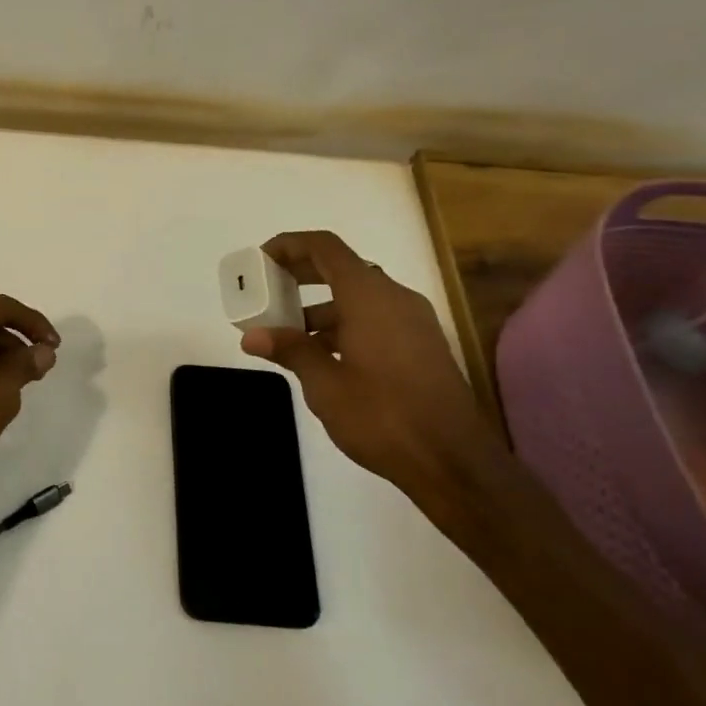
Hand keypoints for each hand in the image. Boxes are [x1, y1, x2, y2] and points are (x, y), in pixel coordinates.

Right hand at [240, 231, 496, 500]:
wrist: (452, 460)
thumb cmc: (382, 416)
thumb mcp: (325, 385)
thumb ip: (290, 351)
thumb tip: (252, 336)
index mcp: (369, 297)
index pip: (326, 248)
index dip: (290, 245)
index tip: (261, 260)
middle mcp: (395, 298)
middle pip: (342, 268)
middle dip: (302, 274)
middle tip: (267, 290)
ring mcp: (413, 321)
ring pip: (359, 297)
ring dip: (321, 306)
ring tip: (286, 332)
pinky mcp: (421, 345)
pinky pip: (376, 317)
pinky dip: (344, 324)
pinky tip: (322, 355)